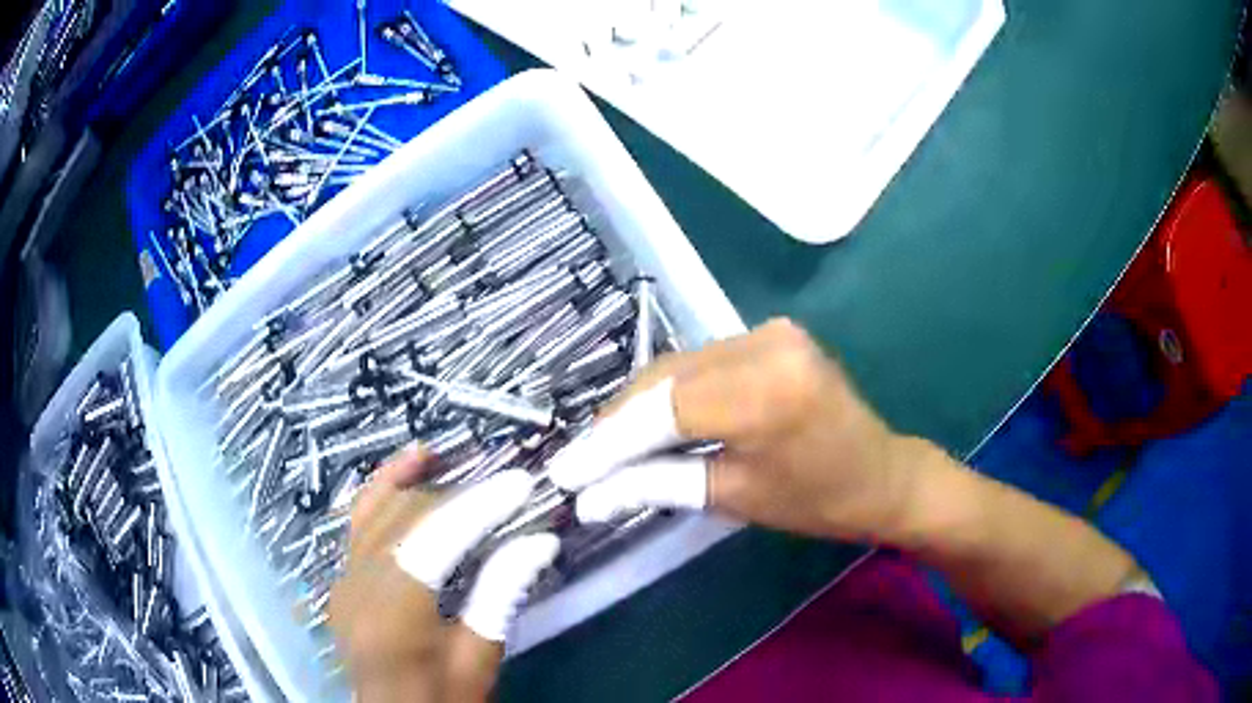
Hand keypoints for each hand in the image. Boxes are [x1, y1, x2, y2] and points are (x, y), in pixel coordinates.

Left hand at [329, 448, 558, 702]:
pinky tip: (410, 466)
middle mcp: (356, 587)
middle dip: (461, 497)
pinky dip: (385, 488)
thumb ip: (500, 596)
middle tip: (510, 490)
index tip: (521, 484)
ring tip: (464, 462)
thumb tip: (539, 540)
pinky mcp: (341, 576)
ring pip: (380, 509)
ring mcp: (341, 578)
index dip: (479, 506)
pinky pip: (360, 519)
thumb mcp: (478, 661)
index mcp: (391, 617)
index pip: (434, 541)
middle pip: (407, 519)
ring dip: (424, 486)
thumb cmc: (440, 700)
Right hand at [547, 319, 920, 543]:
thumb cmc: (818, 500)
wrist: (882, 473)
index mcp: (763, 393)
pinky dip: (672, 392)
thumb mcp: (734, 497)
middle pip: (664, 378)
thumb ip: (657, 484)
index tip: (565, 471)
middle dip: (617, 422)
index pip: (662, 410)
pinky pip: (703, 362)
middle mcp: (763, 345)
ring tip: (607, 446)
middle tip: (583, 462)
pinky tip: (651, 420)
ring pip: (678, 366)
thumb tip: (590, 496)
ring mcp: (769, 331)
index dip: (607, 442)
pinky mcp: (771, 333)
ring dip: (640, 406)